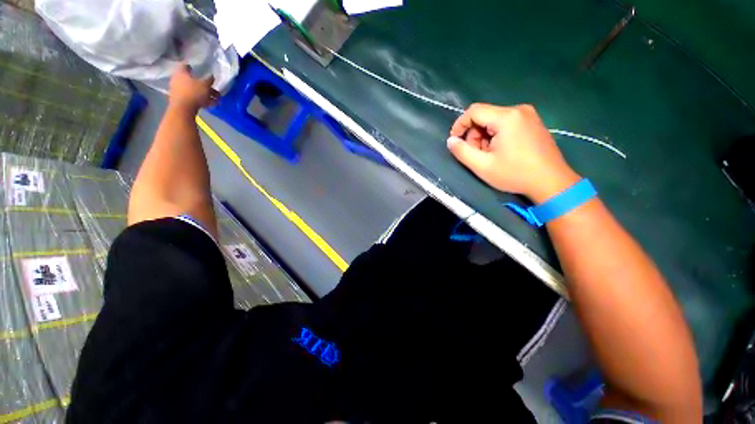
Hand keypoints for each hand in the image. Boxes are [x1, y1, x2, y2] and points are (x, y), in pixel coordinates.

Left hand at [168, 64, 218, 111]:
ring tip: (216, 100)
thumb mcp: (205, 85)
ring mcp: (178, 90)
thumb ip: (209, 80)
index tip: (199, 69)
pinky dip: (201, 100)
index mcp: (181, 72)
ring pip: (194, 90)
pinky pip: (192, 97)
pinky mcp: (181, 99)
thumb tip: (211, 76)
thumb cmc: (193, 92)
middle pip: (192, 80)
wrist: (183, 109)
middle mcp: (177, 79)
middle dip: (204, 85)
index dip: (192, 67)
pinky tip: (210, 104)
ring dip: (205, 94)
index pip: (185, 66)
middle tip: (214, 89)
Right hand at [448, 103, 579, 202]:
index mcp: (507, 117)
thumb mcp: (482, 166)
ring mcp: (528, 115)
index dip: (459, 125)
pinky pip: (506, 124)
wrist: (551, 182)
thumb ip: (462, 152)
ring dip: (484, 137)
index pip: (474, 111)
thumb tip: (451, 141)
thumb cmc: (515, 174)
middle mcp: (518, 110)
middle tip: (475, 155)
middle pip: (484, 116)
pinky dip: (496, 136)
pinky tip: (500, 152)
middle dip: (474, 135)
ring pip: (494, 121)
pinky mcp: (533, 122)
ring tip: (488, 156)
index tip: (454, 141)